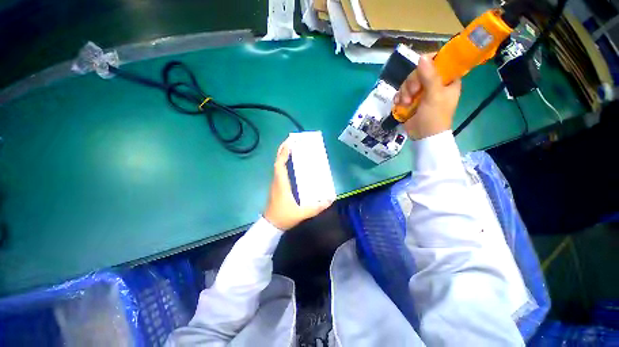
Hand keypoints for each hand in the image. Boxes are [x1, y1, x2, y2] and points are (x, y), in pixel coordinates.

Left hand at [263, 140, 332, 230]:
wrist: (271, 225)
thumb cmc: (284, 217)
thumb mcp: (301, 213)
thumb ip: (316, 207)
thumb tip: (330, 200)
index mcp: (281, 183)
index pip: (280, 164)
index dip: (283, 152)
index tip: (289, 142)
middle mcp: (277, 181)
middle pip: (278, 162)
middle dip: (284, 150)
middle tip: (293, 142)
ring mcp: (276, 184)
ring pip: (278, 166)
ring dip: (284, 157)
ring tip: (294, 150)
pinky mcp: (277, 187)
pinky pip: (280, 172)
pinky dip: (284, 165)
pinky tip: (292, 166)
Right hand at [393, 55, 461, 139]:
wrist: (423, 136)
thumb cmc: (435, 117)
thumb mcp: (434, 96)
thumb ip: (429, 76)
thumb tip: (422, 56)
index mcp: (447, 79)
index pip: (439, 61)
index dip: (428, 63)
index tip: (420, 70)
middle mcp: (434, 83)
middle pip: (419, 71)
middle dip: (412, 82)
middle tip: (412, 93)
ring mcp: (421, 92)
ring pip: (409, 82)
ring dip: (404, 92)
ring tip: (406, 103)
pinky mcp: (411, 100)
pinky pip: (402, 92)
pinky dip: (399, 97)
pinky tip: (399, 104)